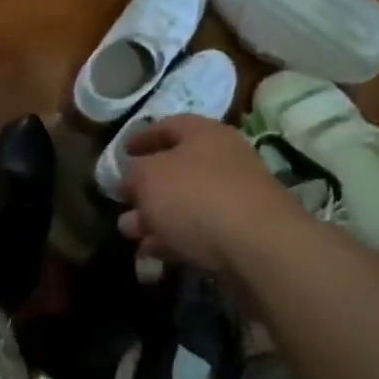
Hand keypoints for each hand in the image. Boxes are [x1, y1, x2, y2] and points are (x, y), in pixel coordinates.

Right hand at [117, 114, 298, 273]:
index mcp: (205, 134)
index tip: (121, 152)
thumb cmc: (195, 197)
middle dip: (144, 187)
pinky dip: (173, 238)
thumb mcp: (147, 177)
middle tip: (121, 200)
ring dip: (154, 217)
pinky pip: (198, 231)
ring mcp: (234, 199)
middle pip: (175, 169)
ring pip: (184, 204)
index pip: (169, 126)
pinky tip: (152, 252)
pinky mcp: (239, 234)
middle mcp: (223, 161)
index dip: (141, 136)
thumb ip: (132, 174)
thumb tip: (129, 180)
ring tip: (129, 232)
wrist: (258, 248)